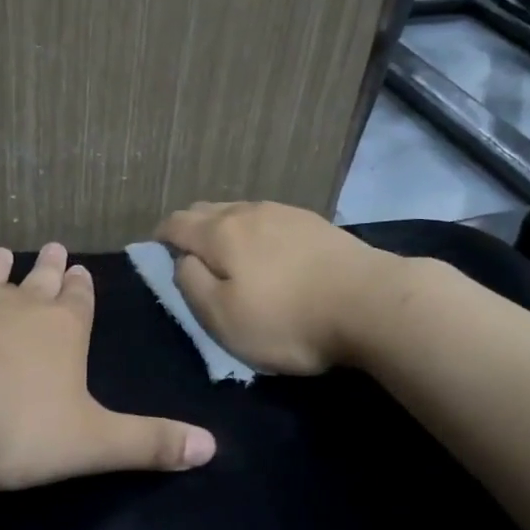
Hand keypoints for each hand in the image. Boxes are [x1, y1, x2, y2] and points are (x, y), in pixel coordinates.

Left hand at [0, 242, 216, 488]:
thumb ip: (148, 443)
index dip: (82, 290)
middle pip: (39, 283)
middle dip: (49, 269)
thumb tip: (212, 447)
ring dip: (0, 268)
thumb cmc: (14, 424)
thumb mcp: (91, 443)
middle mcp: (21, 306)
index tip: (80, 269)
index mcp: (63, 332)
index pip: (79, 303)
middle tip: (53, 247)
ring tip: (1, 252)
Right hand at [154, 201, 404, 373]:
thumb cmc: (289, 319)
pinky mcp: (314, 222)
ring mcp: (285, 212)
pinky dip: (255, 230)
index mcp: (220, 233)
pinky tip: (268, 250)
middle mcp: (248, 211)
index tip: (157, 253)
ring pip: (239, 211)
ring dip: (224, 227)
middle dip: (191, 228)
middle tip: (189, 256)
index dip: (161, 237)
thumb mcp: (224, 317)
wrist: (372, 302)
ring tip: (227, 253)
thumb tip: (181, 260)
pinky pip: (269, 218)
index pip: (176, 223)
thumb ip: (191, 284)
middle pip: (206, 210)